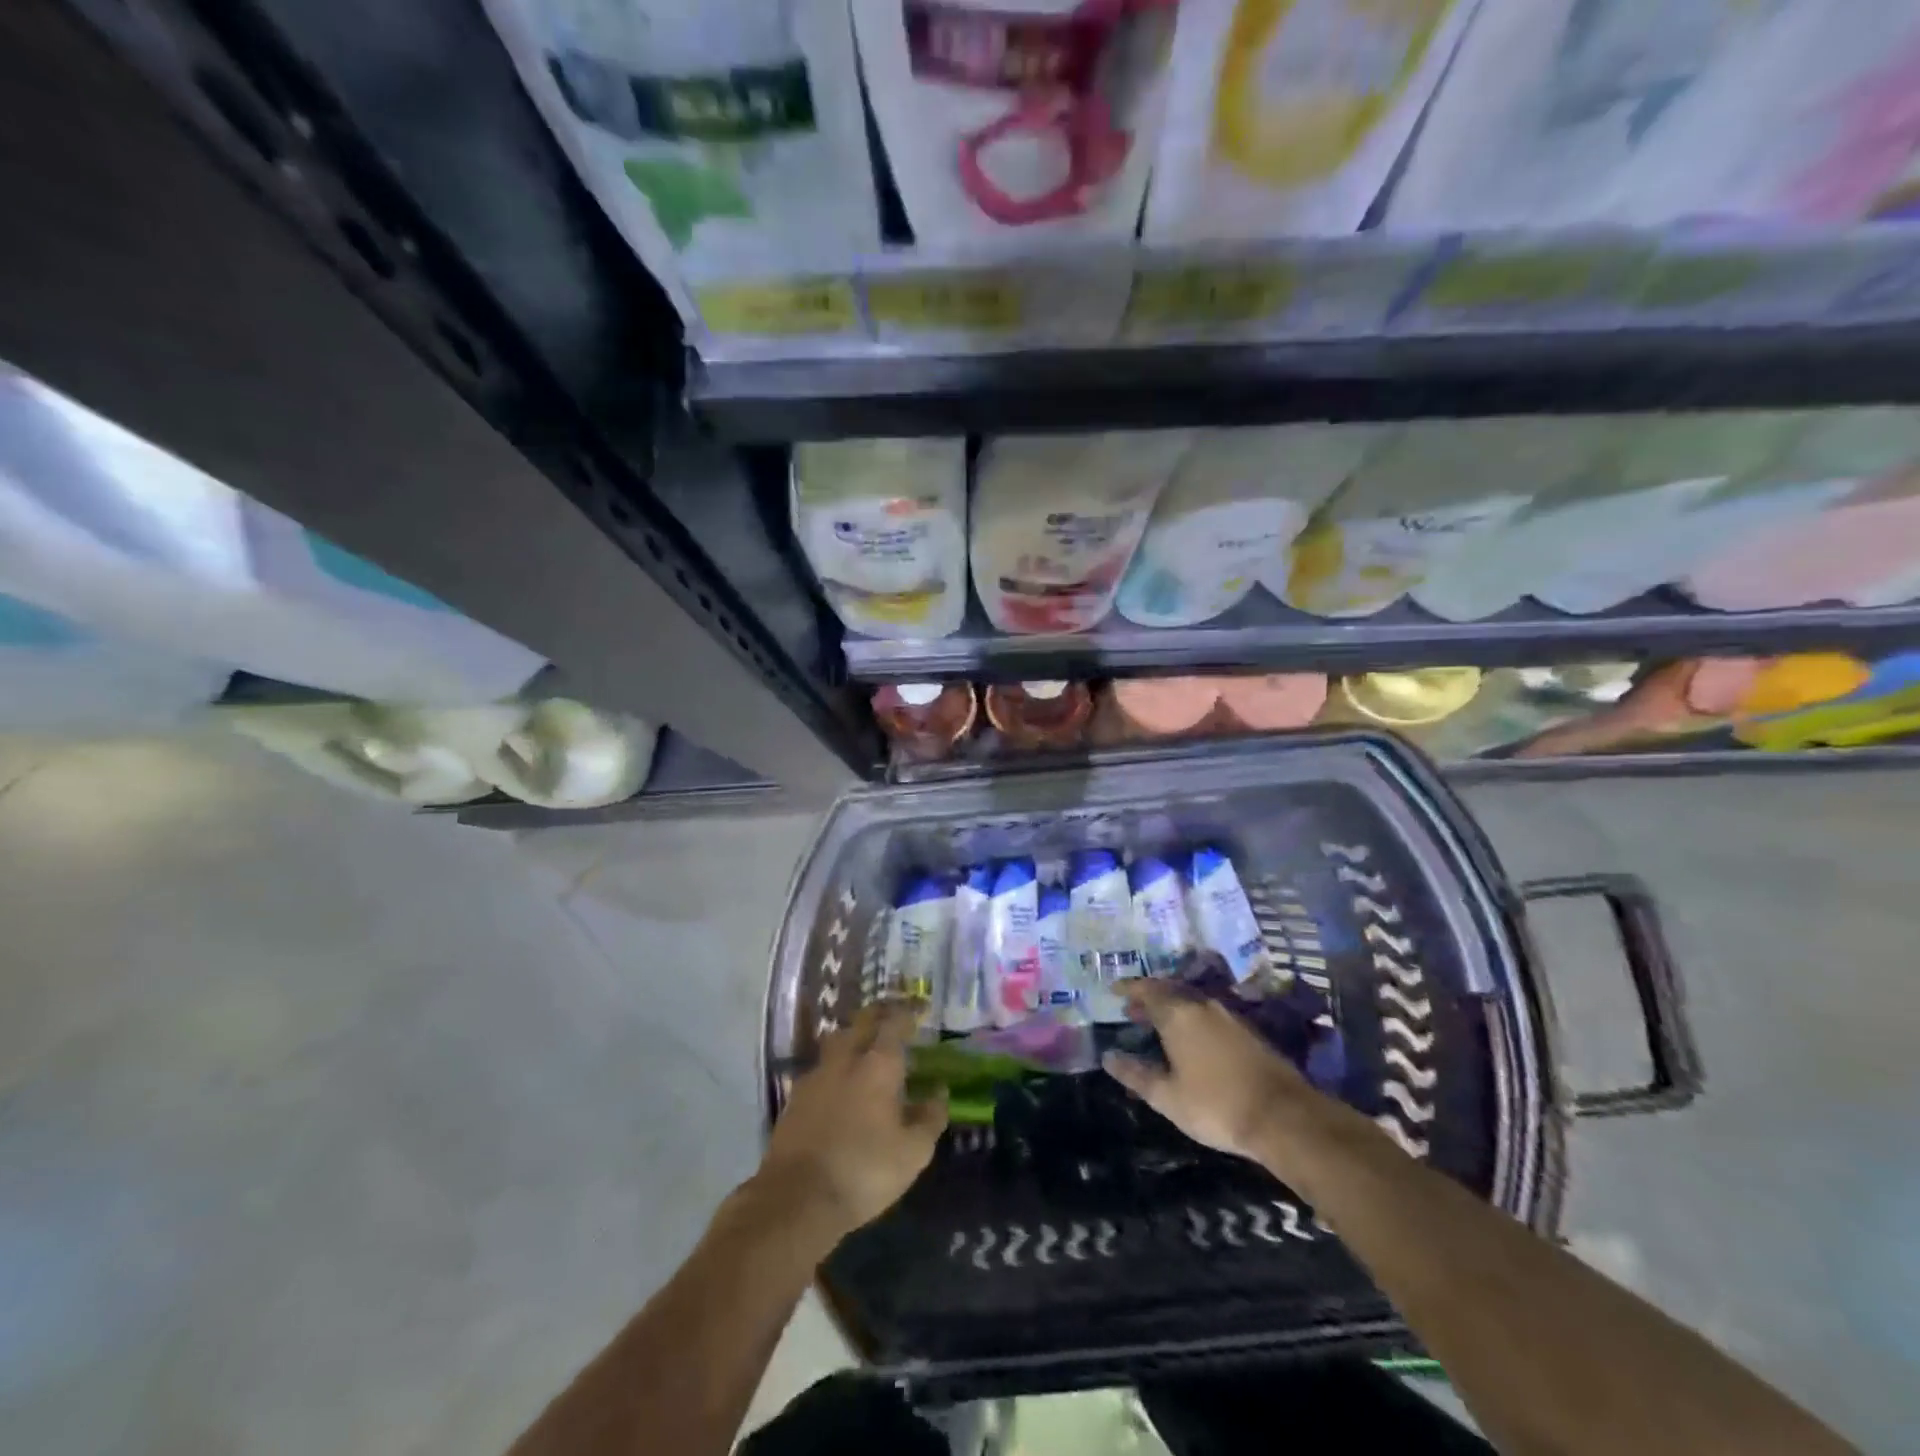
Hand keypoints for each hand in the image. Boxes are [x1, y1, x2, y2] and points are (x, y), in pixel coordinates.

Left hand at [758, 1001, 947, 1240]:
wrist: (797, 1197)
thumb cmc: (864, 1170)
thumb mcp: (913, 1152)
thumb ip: (930, 1117)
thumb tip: (938, 1092)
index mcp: (878, 1064)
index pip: (894, 1023)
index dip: (908, 1014)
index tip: (919, 1011)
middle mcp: (846, 1059)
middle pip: (862, 1023)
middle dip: (879, 1016)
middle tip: (893, 1019)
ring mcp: (816, 1075)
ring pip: (837, 1041)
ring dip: (853, 1038)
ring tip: (865, 1049)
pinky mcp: (795, 1097)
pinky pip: (821, 1068)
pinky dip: (835, 1067)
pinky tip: (839, 1084)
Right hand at [1102, 979, 1316, 1161]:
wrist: (1284, 1116)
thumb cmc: (1216, 1105)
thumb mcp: (1167, 1097)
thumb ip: (1136, 1074)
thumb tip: (1108, 1057)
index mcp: (1178, 1014)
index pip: (1147, 990)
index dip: (1129, 988)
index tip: (1114, 990)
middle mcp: (1203, 1006)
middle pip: (1170, 991)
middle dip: (1148, 998)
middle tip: (1132, 1011)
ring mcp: (1229, 1016)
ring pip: (1191, 1002)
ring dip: (1171, 1008)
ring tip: (1157, 1025)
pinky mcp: (1248, 1031)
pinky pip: (1209, 1014)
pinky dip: (1191, 1019)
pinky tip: (1191, 1039)